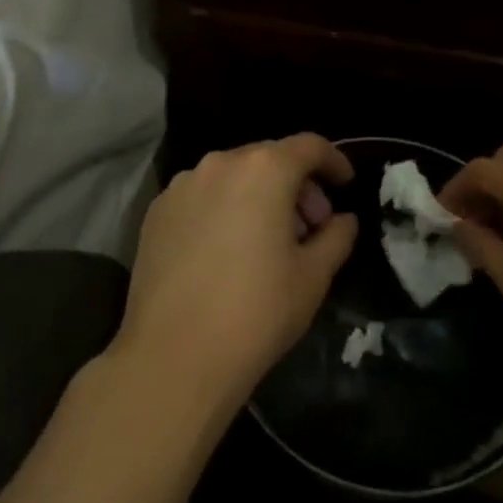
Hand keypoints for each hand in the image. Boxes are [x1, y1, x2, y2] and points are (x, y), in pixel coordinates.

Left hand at [116, 135, 358, 403]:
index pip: (309, 146)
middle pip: (269, 159)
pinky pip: (202, 196)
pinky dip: (223, 209)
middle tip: (310, 227)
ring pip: (232, 176)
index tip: (345, 184)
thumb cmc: (256, 312)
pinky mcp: (156, 211)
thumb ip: (336, 236)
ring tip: (266, 241)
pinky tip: (226, 250)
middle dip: (296, 184)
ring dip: (258, 195)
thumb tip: (342, 219)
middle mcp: (220, 163)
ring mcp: (182, 185)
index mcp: (264, 169)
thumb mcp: (313, 276)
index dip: (334, 161)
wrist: (174, 355)